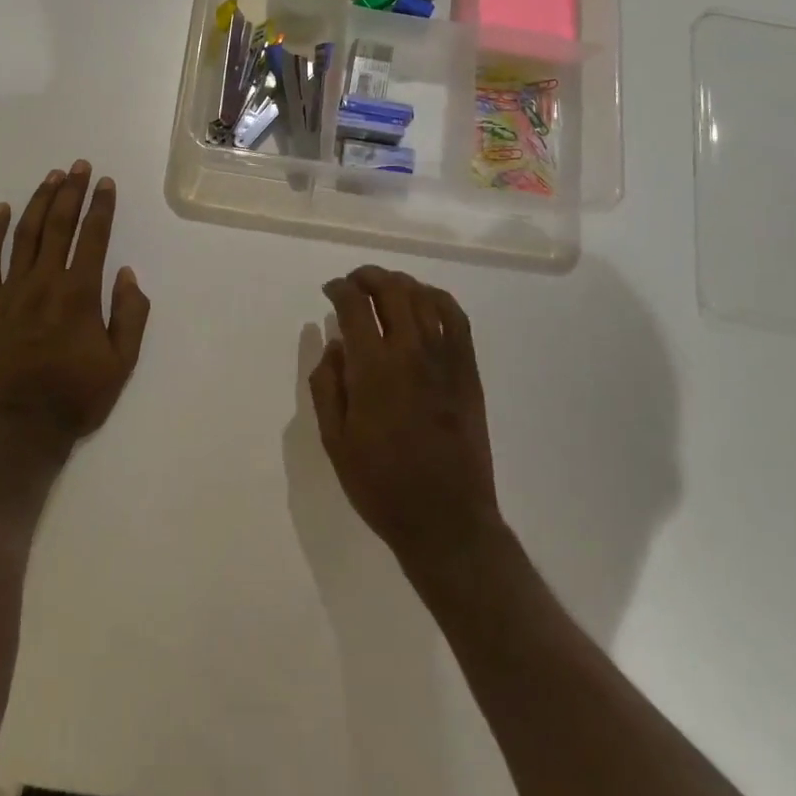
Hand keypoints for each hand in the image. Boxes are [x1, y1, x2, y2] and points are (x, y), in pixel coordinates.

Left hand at [0, 161, 151, 451]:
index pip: (93, 237)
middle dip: (71, 192)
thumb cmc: (76, 398)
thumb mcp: (121, 364)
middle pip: (58, 225)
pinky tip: (0, 210)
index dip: (101, 206)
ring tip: (51, 177)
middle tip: (79, 166)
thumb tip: (127, 274)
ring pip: (24, 234)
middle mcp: (44, 283)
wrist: (18, 430)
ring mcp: (10, 292)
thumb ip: (130, 315)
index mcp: (79, 294)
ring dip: (38, 202)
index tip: (106, 183)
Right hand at [311, 266, 502, 570]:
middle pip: (392, 290)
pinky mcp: (467, 371)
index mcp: (373, 369)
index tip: (330, 290)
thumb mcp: (334, 440)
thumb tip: (335, 344)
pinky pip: (456, 318)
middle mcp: (411, 352)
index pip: (354, 306)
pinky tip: (424, 302)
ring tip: (384, 288)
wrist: (446, 519)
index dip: (339, 289)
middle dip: (368, 276)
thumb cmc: (380, 484)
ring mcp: (445, 359)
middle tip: (354, 282)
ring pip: (424, 297)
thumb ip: (328, 385)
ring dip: (401, 283)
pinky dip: (438, 298)